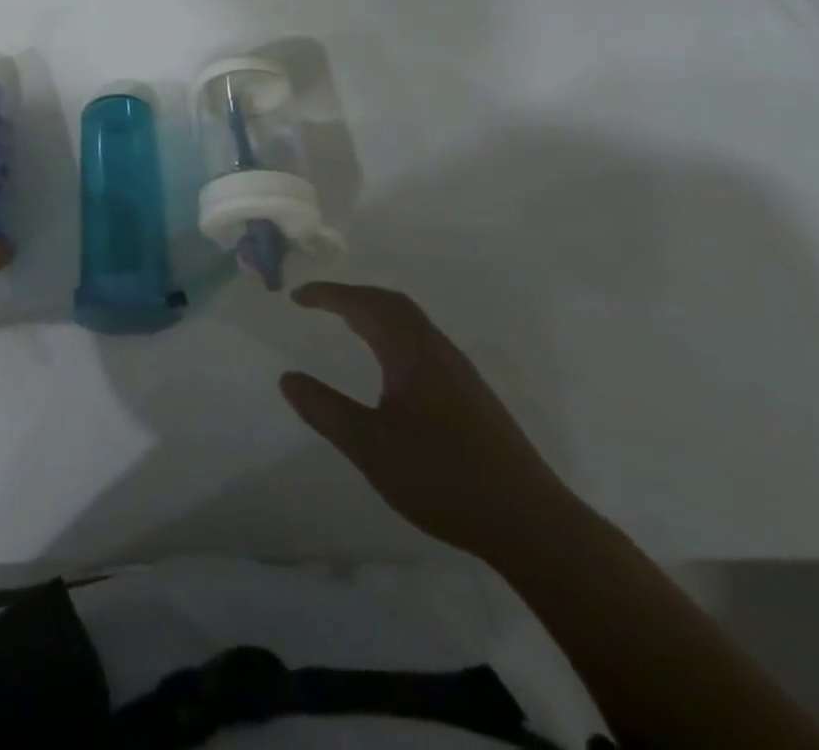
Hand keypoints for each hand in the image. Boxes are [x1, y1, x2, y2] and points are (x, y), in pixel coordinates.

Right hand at [280, 283, 583, 563]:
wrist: (531, 524)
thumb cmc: (443, 478)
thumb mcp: (370, 447)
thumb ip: (325, 410)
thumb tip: (287, 378)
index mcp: (411, 352)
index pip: (364, 305)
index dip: (328, 295)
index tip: (297, 296)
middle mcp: (437, 350)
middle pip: (392, 303)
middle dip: (353, 296)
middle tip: (319, 303)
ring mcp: (459, 372)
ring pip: (412, 322)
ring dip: (376, 312)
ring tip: (347, 324)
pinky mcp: (472, 394)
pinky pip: (423, 341)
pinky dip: (394, 332)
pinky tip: (390, 364)